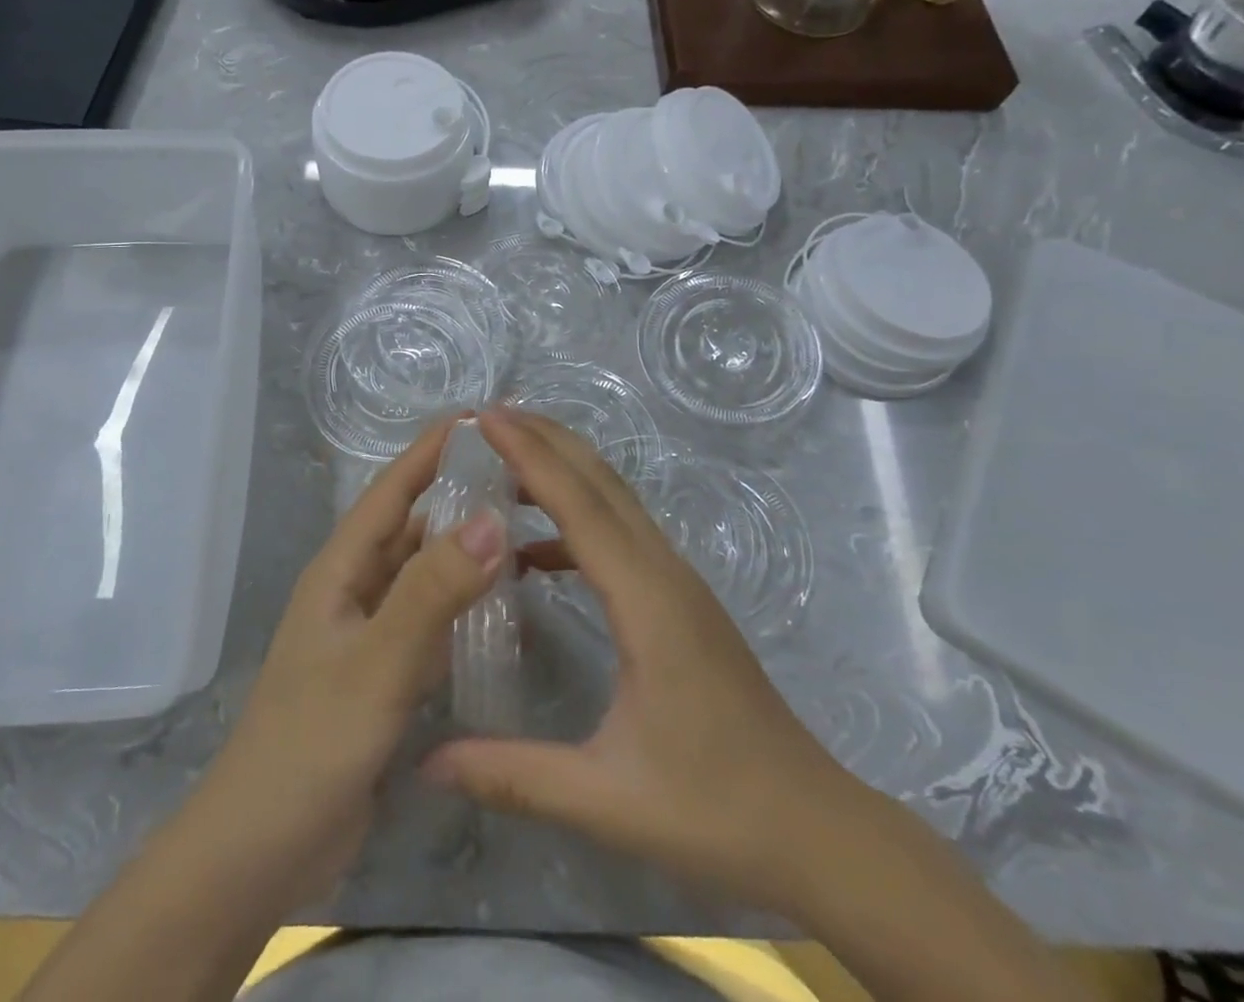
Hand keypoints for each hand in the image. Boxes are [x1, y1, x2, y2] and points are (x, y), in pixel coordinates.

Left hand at [183, 416, 503, 916]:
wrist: (260, 851)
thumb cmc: (310, 746)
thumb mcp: (376, 664)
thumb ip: (432, 594)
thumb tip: (492, 517)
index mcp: (341, 569)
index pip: (392, 490)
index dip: (431, 450)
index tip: (481, 418)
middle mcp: (355, 588)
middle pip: (411, 524)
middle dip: (458, 494)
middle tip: (524, 476)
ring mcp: (368, 632)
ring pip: (423, 572)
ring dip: (464, 548)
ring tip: (524, 528)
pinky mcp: (382, 672)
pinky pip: (430, 619)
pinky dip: (463, 603)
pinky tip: (505, 606)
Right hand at [422, 408, 870, 917]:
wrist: (815, 828)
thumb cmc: (715, 810)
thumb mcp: (607, 800)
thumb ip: (514, 775)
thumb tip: (428, 763)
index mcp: (647, 600)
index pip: (579, 505)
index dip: (530, 455)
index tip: (485, 418)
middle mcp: (665, 573)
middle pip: (602, 481)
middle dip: (546, 439)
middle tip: (488, 416)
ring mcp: (678, 582)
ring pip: (616, 501)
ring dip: (564, 470)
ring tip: (505, 461)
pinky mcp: (680, 601)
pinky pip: (622, 536)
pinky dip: (576, 520)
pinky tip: (537, 552)